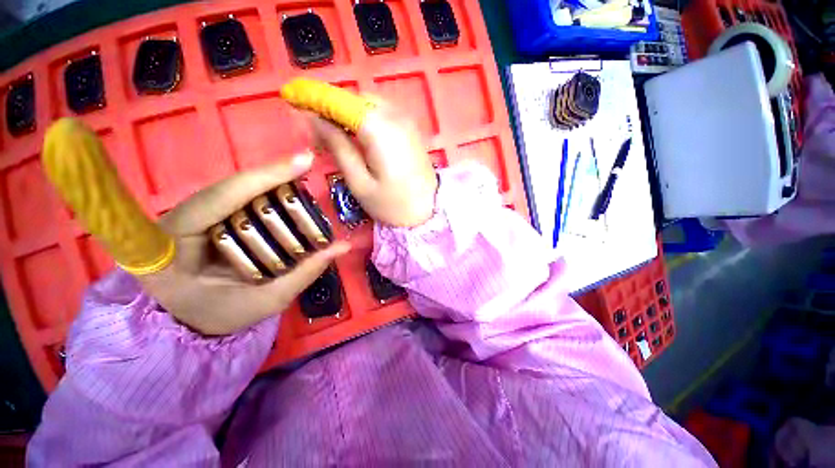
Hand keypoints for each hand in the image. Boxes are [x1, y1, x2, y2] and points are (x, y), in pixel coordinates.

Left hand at [139, 153, 349, 335]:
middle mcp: (178, 219)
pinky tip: (289, 197)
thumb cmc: (221, 314)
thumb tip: (342, 247)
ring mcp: (190, 215)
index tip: (304, 161)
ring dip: (273, 186)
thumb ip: (303, 273)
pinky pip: (239, 199)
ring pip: (236, 190)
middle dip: (274, 179)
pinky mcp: (205, 216)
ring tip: (304, 183)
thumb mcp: (266, 301)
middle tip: (310, 173)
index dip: (264, 177)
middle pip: (232, 187)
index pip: (221, 198)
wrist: (188, 319)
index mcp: (172, 245)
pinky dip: (267, 196)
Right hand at [310, 106, 437, 226]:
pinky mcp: (411, 129)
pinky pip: (383, 113)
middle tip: (319, 134)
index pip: (340, 101)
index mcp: (379, 129)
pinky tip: (360, 137)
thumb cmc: (392, 205)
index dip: (314, 96)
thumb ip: (337, 147)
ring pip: (368, 105)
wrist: (429, 212)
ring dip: (349, 114)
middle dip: (333, 109)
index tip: (293, 98)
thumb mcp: (359, 182)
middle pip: (354, 100)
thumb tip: (314, 120)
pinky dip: (366, 118)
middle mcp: (395, 116)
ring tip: (337, 138)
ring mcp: (406, 121)